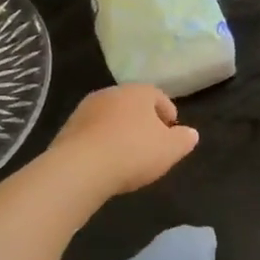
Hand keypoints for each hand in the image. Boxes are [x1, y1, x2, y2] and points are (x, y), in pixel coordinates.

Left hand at [50, 85, 199, 195]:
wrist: (80, 167)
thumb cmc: (133, 152)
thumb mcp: (170, 149)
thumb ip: (183, 139)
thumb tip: (191, 133)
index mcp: (138, 92)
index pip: (158, 96)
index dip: (167, 112)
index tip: (172, 128)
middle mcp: (111, 93)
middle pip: (132, 104)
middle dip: (142, 119)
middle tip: (151, 140)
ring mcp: (86, 109)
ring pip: (110, 116)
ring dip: (119, 129)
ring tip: (127, 152)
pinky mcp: (68, 128)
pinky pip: (92, 132)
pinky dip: (101, 141)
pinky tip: (105, 160)